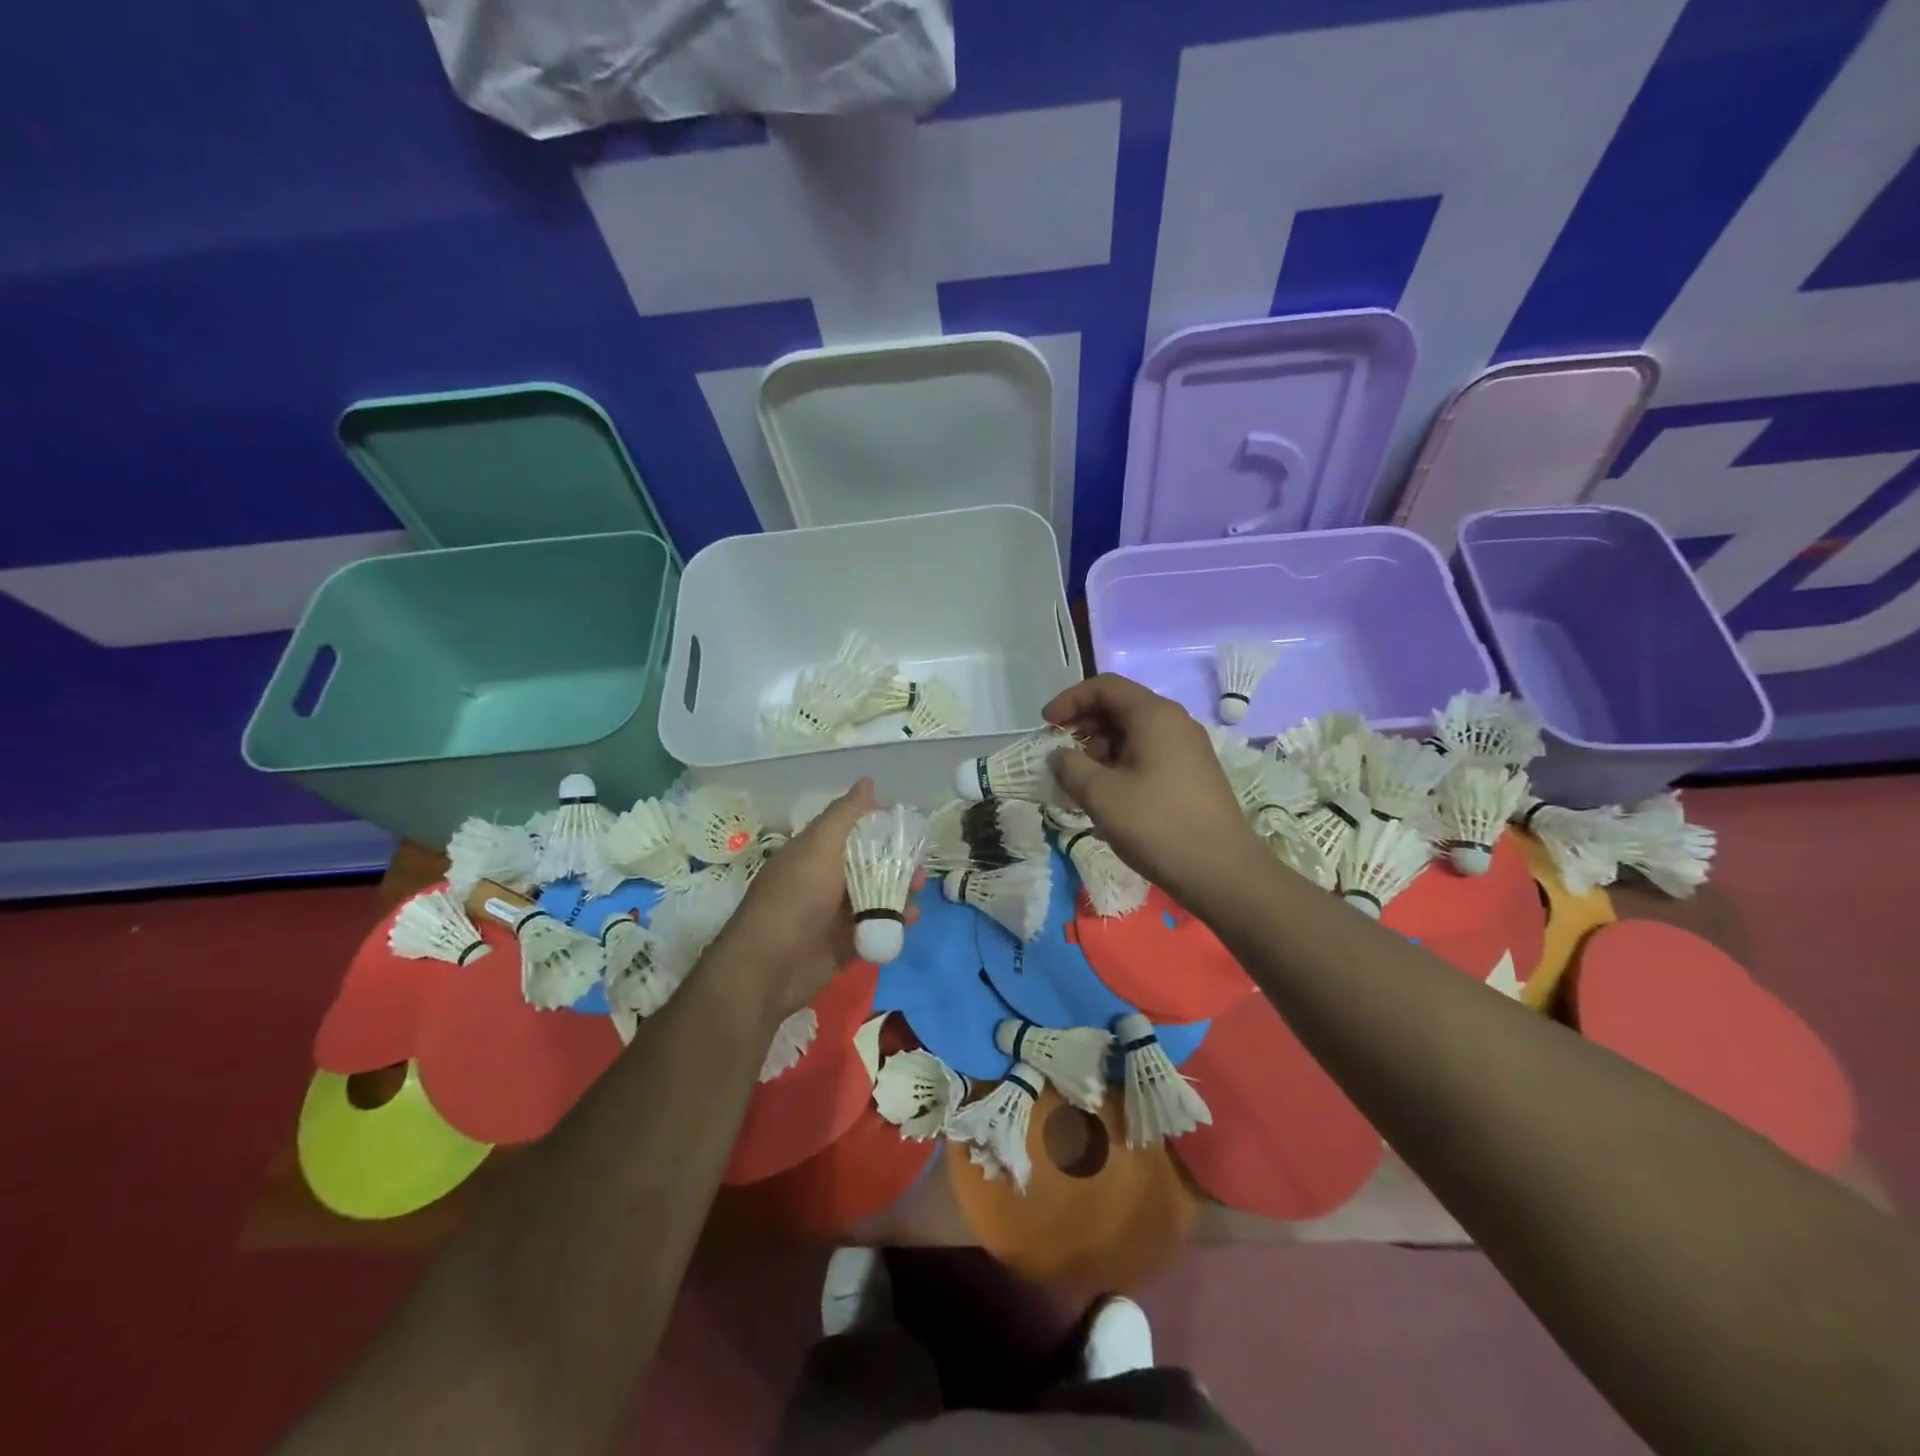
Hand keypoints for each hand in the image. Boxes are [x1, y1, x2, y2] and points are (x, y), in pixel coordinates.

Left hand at [709, 780, 917, 1025]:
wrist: (768, 968)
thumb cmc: (795, 898)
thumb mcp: (820, 847)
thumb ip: (845, 815)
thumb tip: (868, 781)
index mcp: (813, 853)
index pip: (850, 832)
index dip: (878, 827)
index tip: (907, 827)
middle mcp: (823, 880)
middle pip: (867, 865)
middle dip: (896, 864)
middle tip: (919, 868)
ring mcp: (833, 914)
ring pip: (875, 897)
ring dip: (899, 892)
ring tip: (917, 892)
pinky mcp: (843, 945)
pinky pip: (875, 928)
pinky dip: (893, 923)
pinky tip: (910, 920)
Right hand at [1044, 674, 1264, 906]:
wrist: (1222, 871)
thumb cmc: (1157, 825)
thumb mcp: (1101, 795)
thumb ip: (1070, 767)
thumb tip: (1058, 755)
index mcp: (1154, 715)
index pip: (1104, 686)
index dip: (1070, 700)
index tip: (1046, 726)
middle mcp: (1174, 722)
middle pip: (1120, 707)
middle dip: (1084, 726)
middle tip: (1061, 756)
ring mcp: (1187, 748)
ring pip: (1133, 733)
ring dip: (1100, 749)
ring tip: (1081, 782)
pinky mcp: (1192, 774)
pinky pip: (1148, 754)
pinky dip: (1120, 764)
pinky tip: (1108, 795)